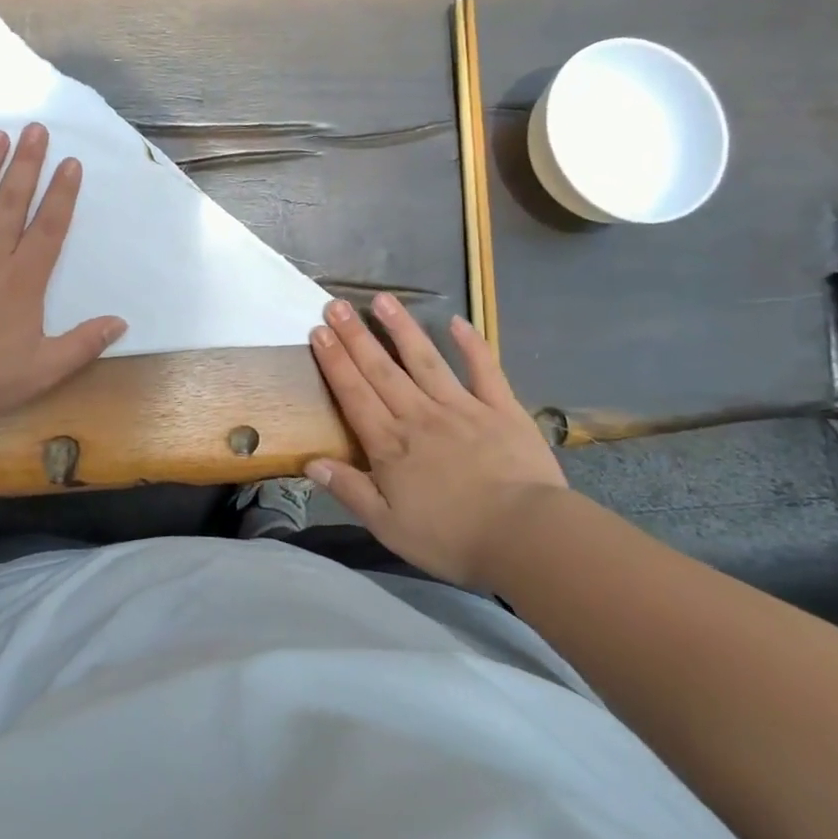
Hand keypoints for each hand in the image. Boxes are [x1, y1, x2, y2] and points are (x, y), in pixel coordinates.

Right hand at [306, 294, 567, 590]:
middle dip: (356, 336)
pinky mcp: (501, 409)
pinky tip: (457, 322)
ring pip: (425, 360)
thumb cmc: (452, 538)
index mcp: (391, 445)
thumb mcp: (389, 527)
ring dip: (402, 329)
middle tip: (336, 305)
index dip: (334, 362)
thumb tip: (310, 462)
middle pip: (381, 370)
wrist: (527, 537)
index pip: (354, 395)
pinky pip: (484, 370)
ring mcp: (462, 408)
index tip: (318, 332)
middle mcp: (420, 416)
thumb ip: (350, 491)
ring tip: (383, 299)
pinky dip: (472, 345)